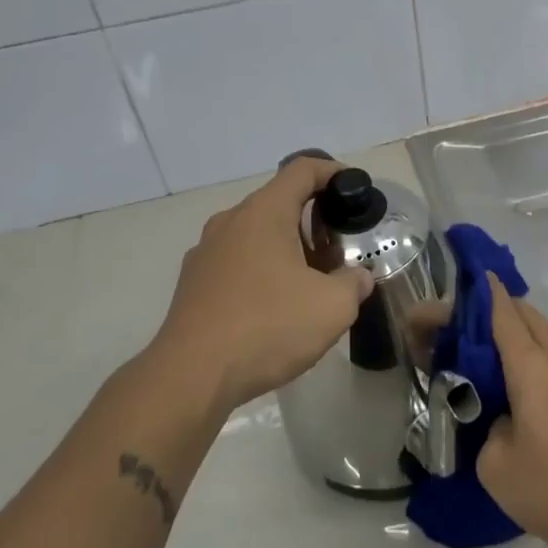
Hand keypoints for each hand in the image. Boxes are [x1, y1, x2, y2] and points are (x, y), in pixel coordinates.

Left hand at [148, 157, 374, 411]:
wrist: (190, 378)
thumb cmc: (267, 327)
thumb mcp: (332, 307)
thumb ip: (354, 283)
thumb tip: (357, 278)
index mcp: (264, 212)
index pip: (302, 170)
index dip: (333, 172)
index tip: (354, 188)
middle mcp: (231, 221)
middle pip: (279, 202)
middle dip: (313, 219)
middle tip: (339, 248)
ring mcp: (206, 252)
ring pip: (256, 234)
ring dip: (287, 247)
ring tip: (310, 281)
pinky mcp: (192, 283)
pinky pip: (237, 261)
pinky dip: (262, 270)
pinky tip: (274, 307)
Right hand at [476, 275, 547, 547]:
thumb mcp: (496, 467)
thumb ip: (488, 428)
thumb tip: (504, 419)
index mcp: (533, 367)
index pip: (504, 313)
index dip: (484, 294)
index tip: (470, 279)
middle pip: (529, 317)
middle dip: (501, 311)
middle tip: (472, 326)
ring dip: (523, 336)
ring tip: (497, 359)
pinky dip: (541, 359)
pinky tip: (530, 390)